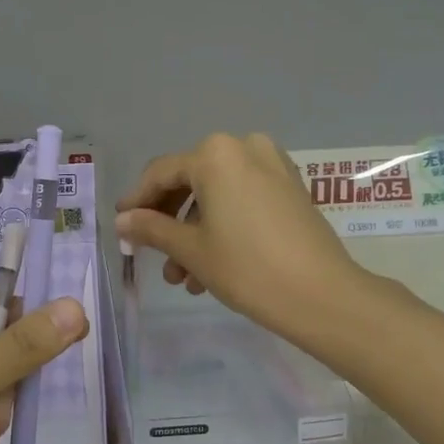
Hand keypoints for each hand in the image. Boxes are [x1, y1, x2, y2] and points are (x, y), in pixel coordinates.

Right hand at [114, 133, 362, 348]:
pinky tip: (212, 267)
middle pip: (191, 182)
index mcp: (215, 154)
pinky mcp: (291, 188)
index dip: (137, 201)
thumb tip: (122, 220)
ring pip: (218, 195)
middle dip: (170, 223)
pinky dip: (223, 225)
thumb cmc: (247, 268)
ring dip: (195, 232)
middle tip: (154, 257)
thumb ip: (151, 229)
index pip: (161, 174)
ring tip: (185, 279)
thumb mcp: (191, 250)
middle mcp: (244, 148)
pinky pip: (243, 199)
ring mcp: (273, 166)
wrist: (322, 295)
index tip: (121, 226)